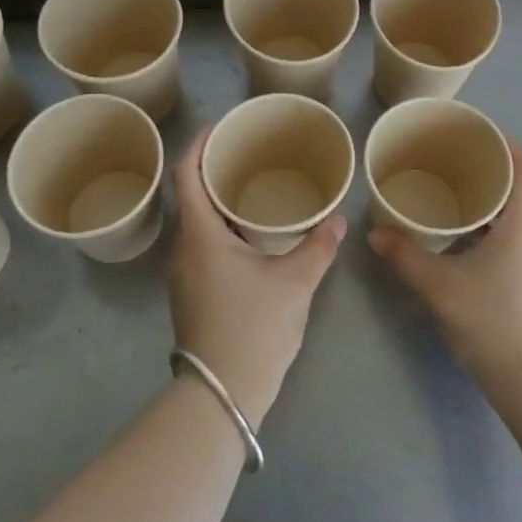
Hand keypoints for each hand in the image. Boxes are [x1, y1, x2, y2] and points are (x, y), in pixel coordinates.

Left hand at [166, 127, 345, 426]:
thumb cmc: (254, 328)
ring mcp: (184, 274)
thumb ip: (318, 246)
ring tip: (254, 188)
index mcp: (200, 236)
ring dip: (219, 201)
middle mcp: (184, 249)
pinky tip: (251, 234)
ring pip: (197, 223)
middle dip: (214, 170)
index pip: (186, 175)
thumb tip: (338, 219)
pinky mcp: (192, 294)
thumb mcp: (295, 282)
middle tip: (249, 154)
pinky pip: (203, 245)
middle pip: (190, 196)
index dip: (198, 145)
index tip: (220, 127)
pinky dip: (222, 228)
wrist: (222, 394)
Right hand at [368, 138, 521, 383]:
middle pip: (521, 187)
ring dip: (490, 203)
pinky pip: (517, 237)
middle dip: (488, 171)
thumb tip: (376, 234)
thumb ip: (406, 256)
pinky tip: (464, 242)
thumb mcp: (440, 287)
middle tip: (451, 164)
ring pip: (518, 214)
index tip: (475, 135)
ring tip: (452, 199)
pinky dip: (493, 228)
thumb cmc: (491, 322)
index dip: (505, 144)